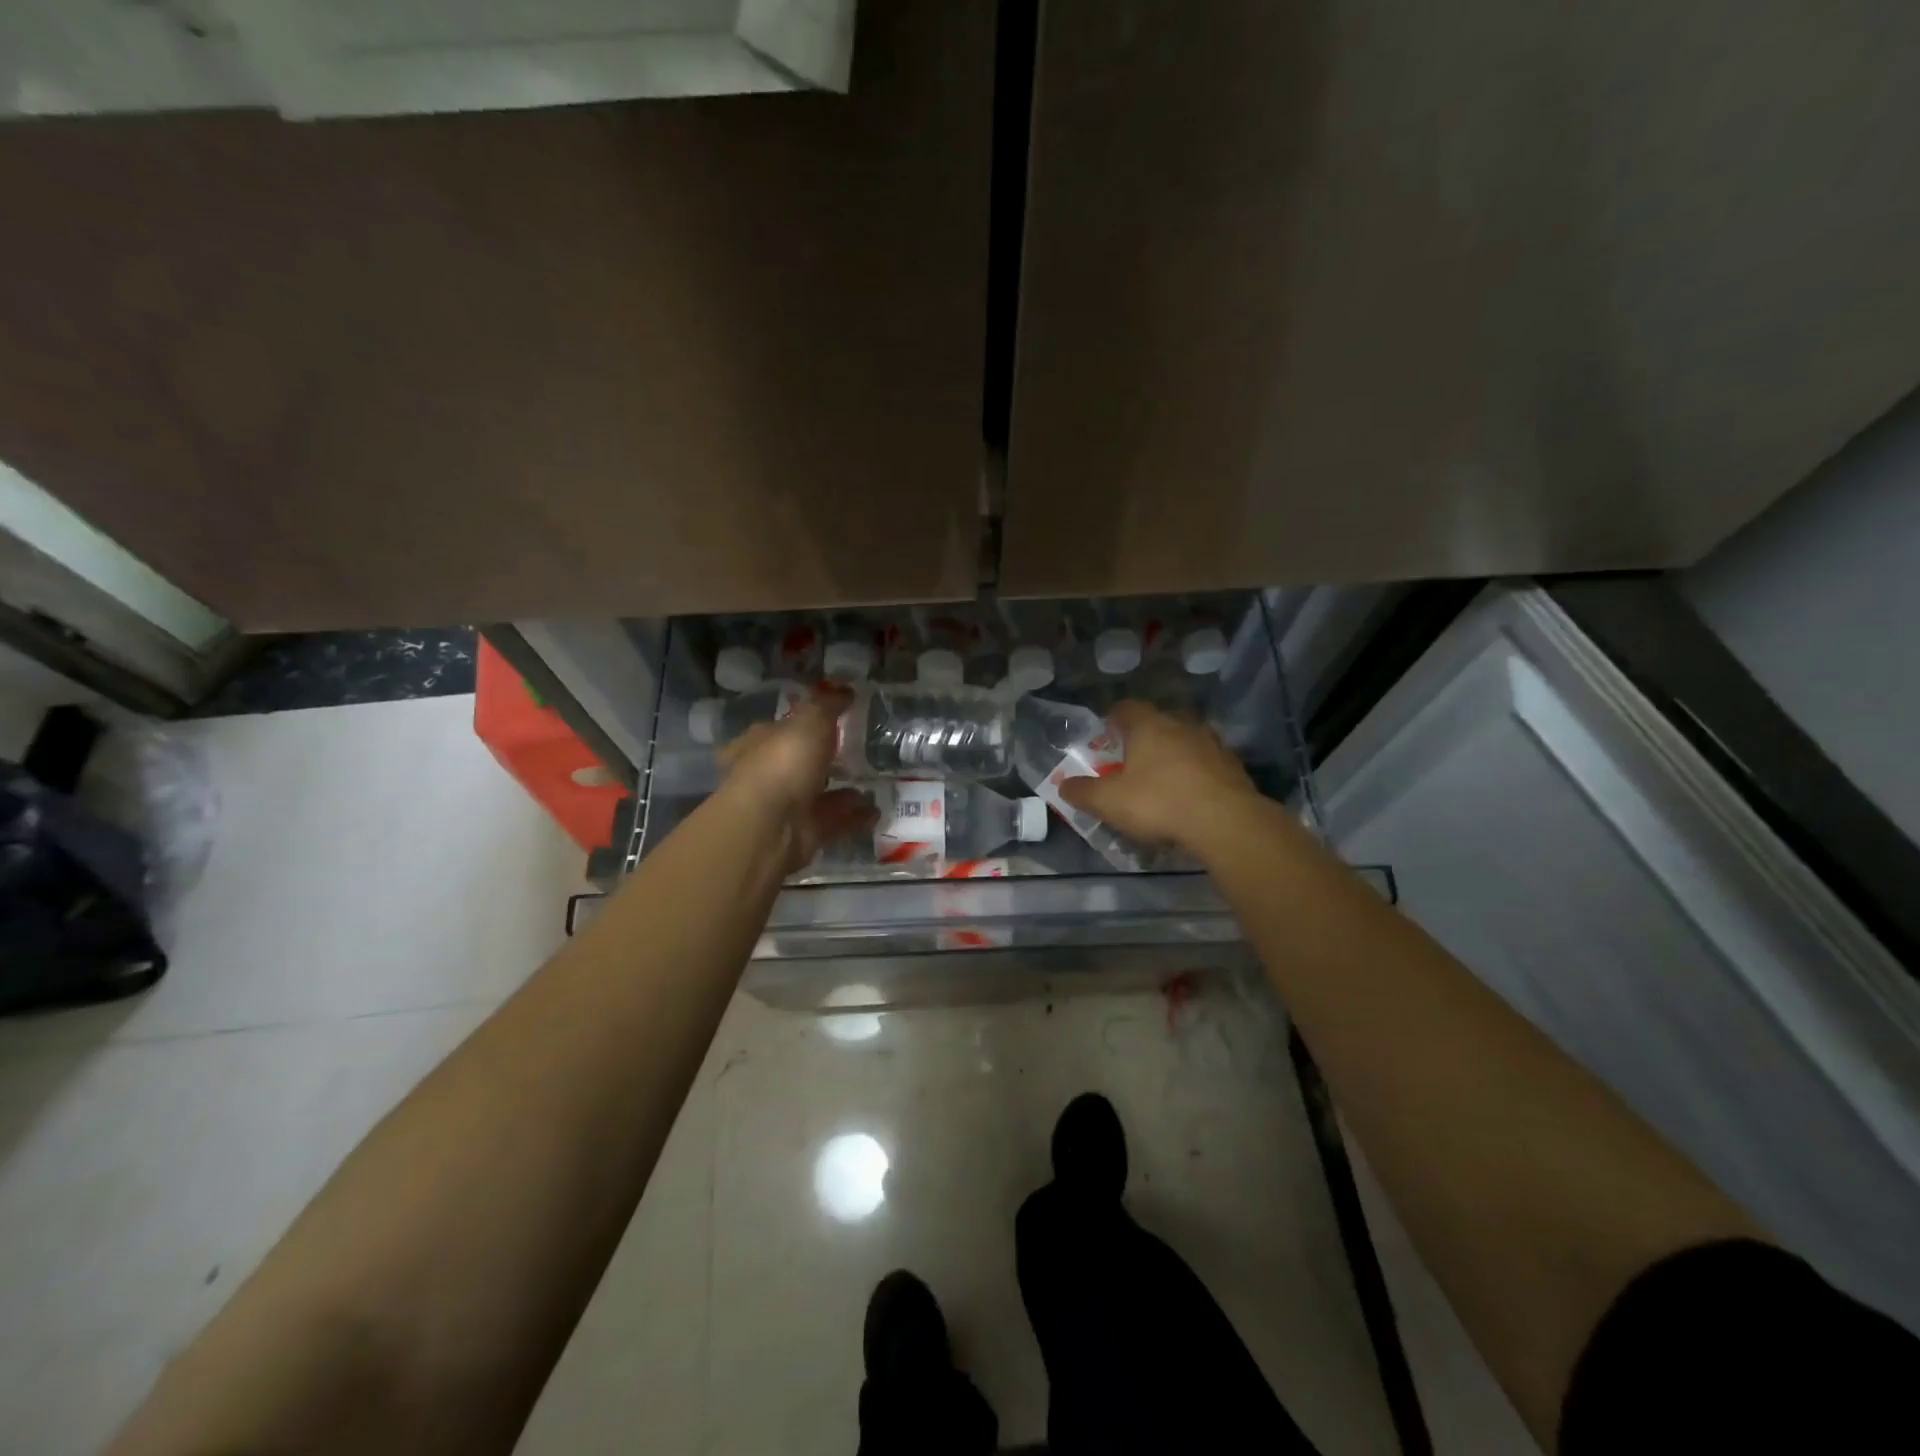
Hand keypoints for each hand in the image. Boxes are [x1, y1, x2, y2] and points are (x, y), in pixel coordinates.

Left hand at [715, 687, 874, 875]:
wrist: (772, 826)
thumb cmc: (783, 762)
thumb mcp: (809, 721)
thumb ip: (827, 705)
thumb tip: (844, 691)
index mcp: (756, 745)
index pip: (775, 729)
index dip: (798, 722)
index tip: (828, 718)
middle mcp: (767, 776)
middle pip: (797, 764)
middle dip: (822, 759)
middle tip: (855, 750)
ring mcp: (786, 808)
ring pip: (818, 794)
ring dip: (843, 790)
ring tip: (873, 780)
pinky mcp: (805, 834)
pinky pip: (835, 821)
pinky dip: (855, 816)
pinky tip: (877, 809)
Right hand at [1057, 700, 1257, 851]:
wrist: (1225, 822)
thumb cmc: (1159, 803)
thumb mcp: (1109, 802)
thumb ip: (1083, 792)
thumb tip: (1063, 785)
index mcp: (1149, 726)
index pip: (1127, 708)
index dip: (1113, 717)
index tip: (1105, 732)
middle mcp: (1182, 725)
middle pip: (1158, 723)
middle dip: (1144, 738)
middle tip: (1131, 760)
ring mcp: (1212, 744)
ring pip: (1185, 742)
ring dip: (1173, 756)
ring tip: (1162, 780)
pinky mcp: (1233, 767)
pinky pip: (1206, 764)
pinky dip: (1196, 774)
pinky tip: (1190, 797)